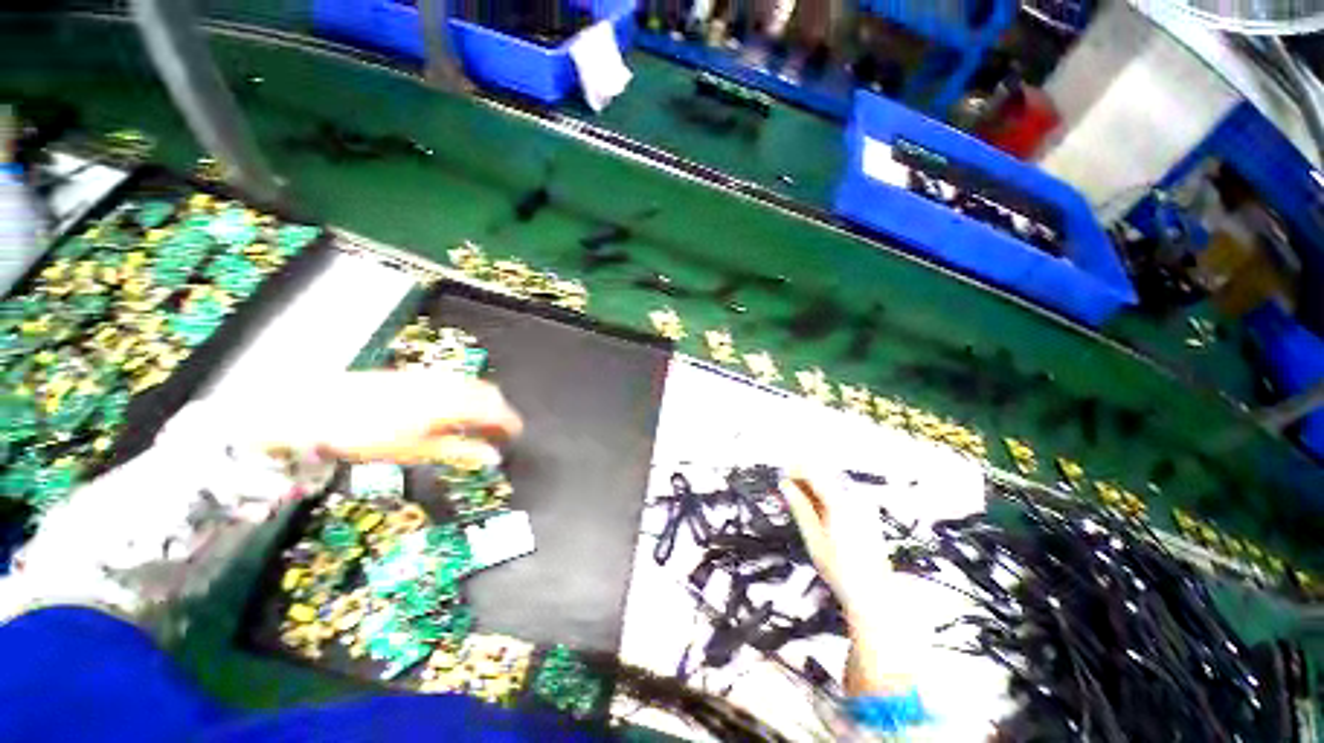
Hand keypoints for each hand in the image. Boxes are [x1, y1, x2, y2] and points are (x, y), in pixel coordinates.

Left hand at [188, 370, 523, 464]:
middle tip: (500, 431)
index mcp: (450, 405)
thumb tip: (491, 457)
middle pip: (489, 393)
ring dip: (485, 402)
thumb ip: (459, 451)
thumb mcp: (415, 451)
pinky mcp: (417, 375)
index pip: (495, 411)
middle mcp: (447, 386)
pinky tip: (455, 409)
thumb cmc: (364, 435)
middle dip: (501, 411)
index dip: (511, 423)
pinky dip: (467, 395)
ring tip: (480, 422)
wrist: (317, 407)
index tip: (516, 435)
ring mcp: (432, 378)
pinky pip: (456, 381)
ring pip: (474, 385)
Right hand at [780, 473, 891, 614]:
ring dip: (815, 485)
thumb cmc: (843, 571)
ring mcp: (864, 505)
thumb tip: (786, 487)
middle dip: (804, 476)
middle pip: (825, 474)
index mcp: (840, 504)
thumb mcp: (813, 538)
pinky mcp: (867, 512)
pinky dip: (826, 494)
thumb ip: (799, 507)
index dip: (795, 470)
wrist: (873, 593)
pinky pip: (842, 492)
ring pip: (833, 482)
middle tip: (788, 486)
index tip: (783, 473)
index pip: (814, 473)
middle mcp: (855, 499)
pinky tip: (817, 506)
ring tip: (799, 497)